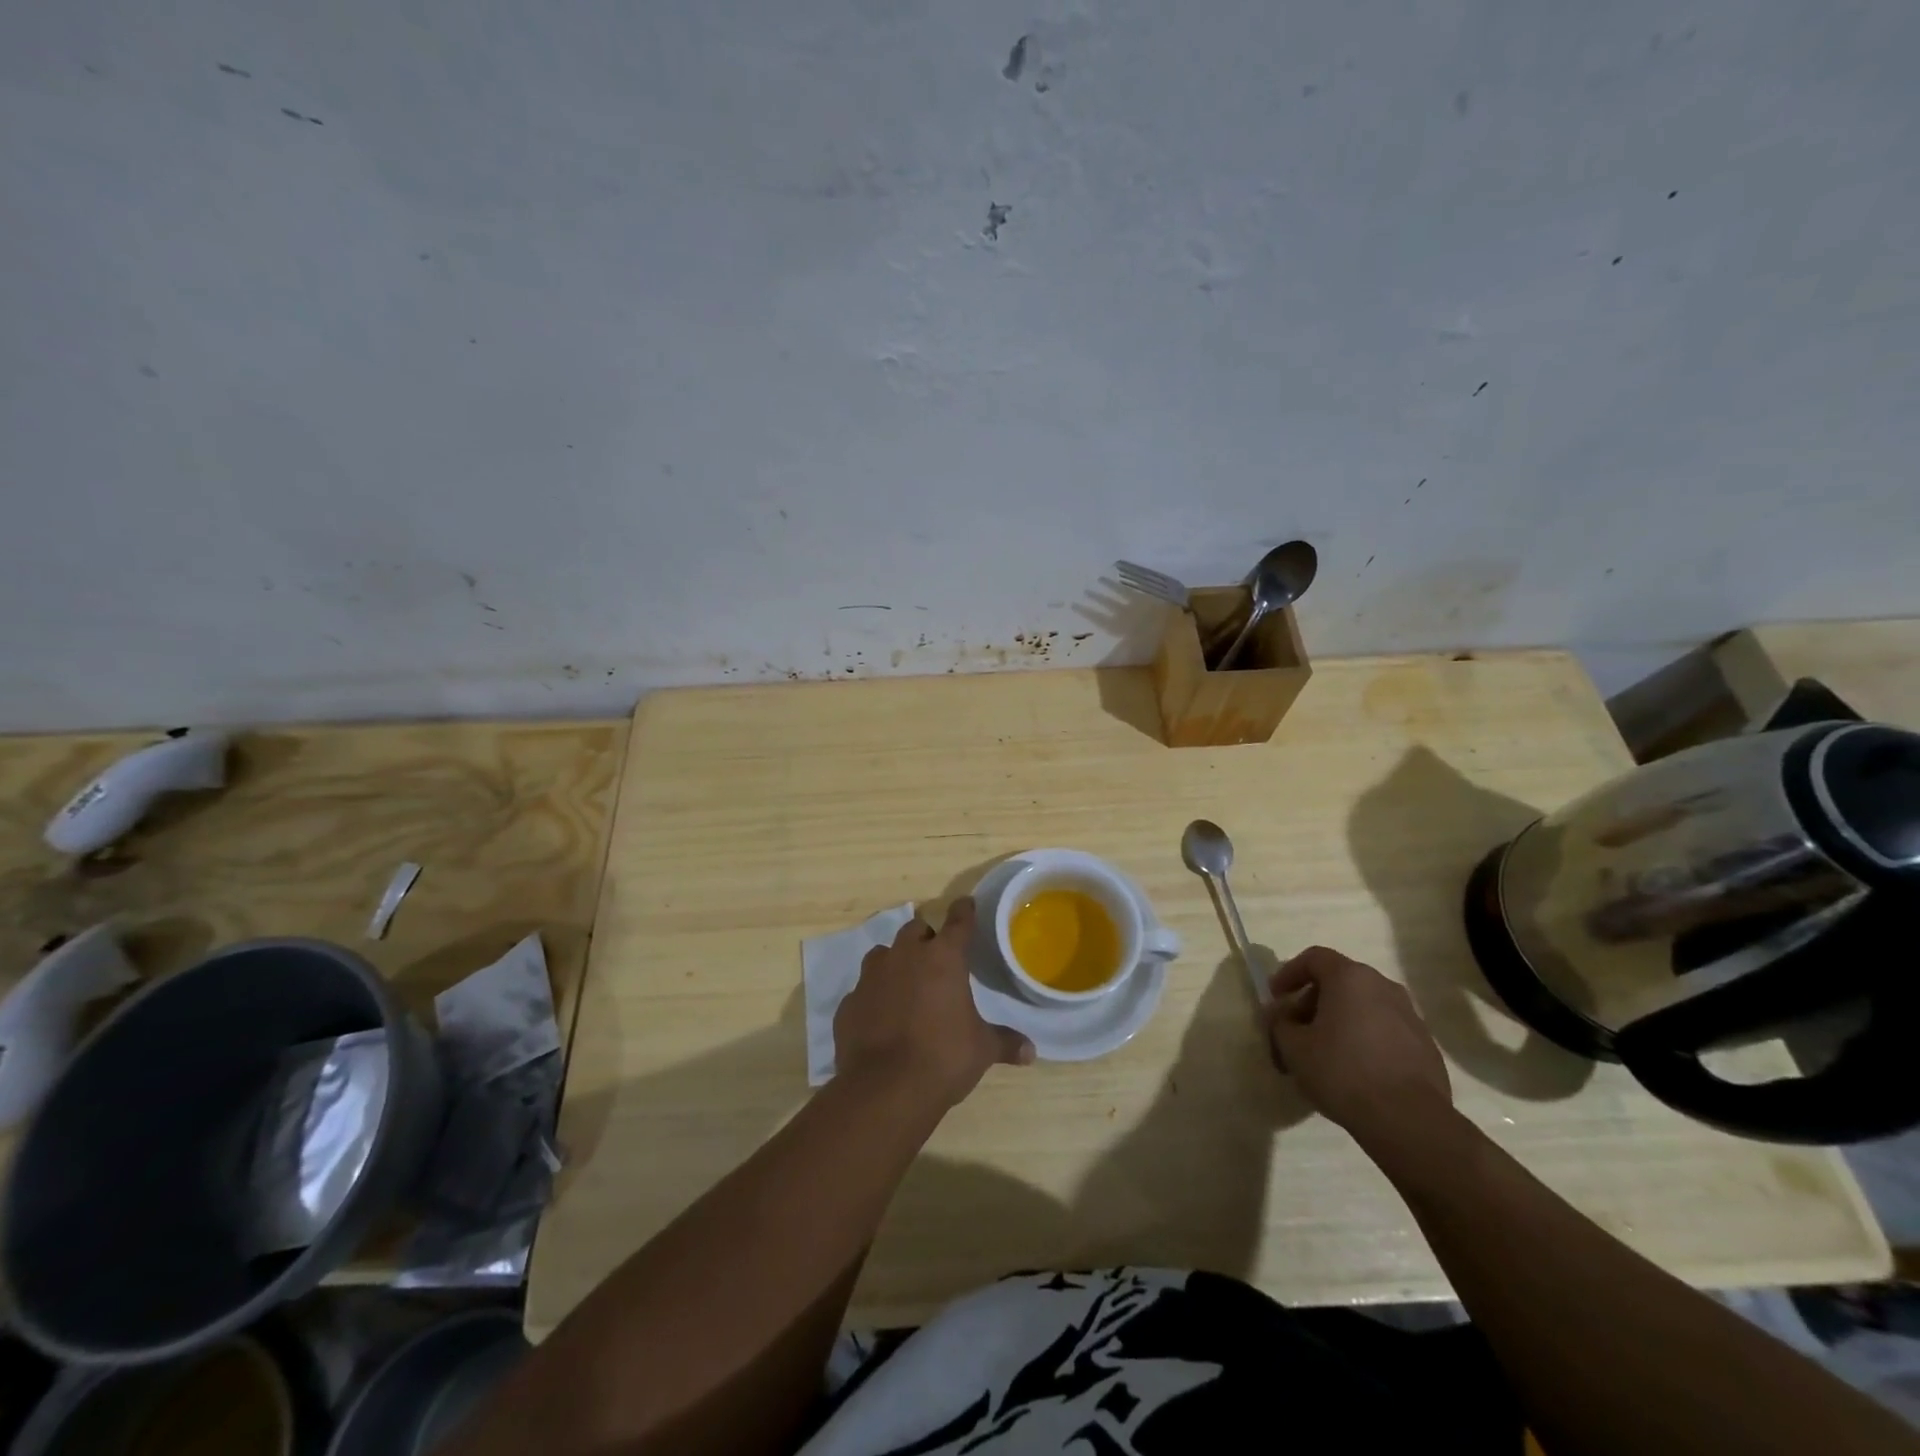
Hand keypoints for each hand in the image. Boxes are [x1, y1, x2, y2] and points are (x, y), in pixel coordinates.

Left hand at [834, 897, 1034, 1109]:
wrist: (884, 1088)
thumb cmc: (943, 1058)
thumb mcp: (982, 1050)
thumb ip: (1005, 1043)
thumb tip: (1030, 1051)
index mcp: (943, 958)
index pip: (958, 921)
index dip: (964, 911)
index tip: (966, 903)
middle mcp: (905, 956)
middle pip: (915, 930)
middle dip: (926, 938)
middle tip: (936, 957)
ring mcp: (872, 977)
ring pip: (883, 953)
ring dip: (895, 962)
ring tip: (905, 983)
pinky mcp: (849, 1002)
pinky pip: (863, 989)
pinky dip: (874, 996)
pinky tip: (881, 1016)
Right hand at [1266, 946, 1451, 1146]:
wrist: (1409, 1121)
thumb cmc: (1342, 1071)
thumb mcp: (1293, 1047)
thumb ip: (1280, 1023)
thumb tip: (1280, 1015)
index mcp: (1350, 978)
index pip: (1314, 958)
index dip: (1289, 973)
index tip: (1275, 998)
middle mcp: (1383, 987)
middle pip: (1340, 982)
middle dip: (1312, 1002)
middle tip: (1295, 1029)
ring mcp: (1410, 1017)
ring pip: (1364, 1007)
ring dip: (1339, 1021)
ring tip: (1324, 1052)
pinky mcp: (1426, 1047)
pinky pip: (1385, 1031)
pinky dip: (1364, 1040)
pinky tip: (1355, 1070)